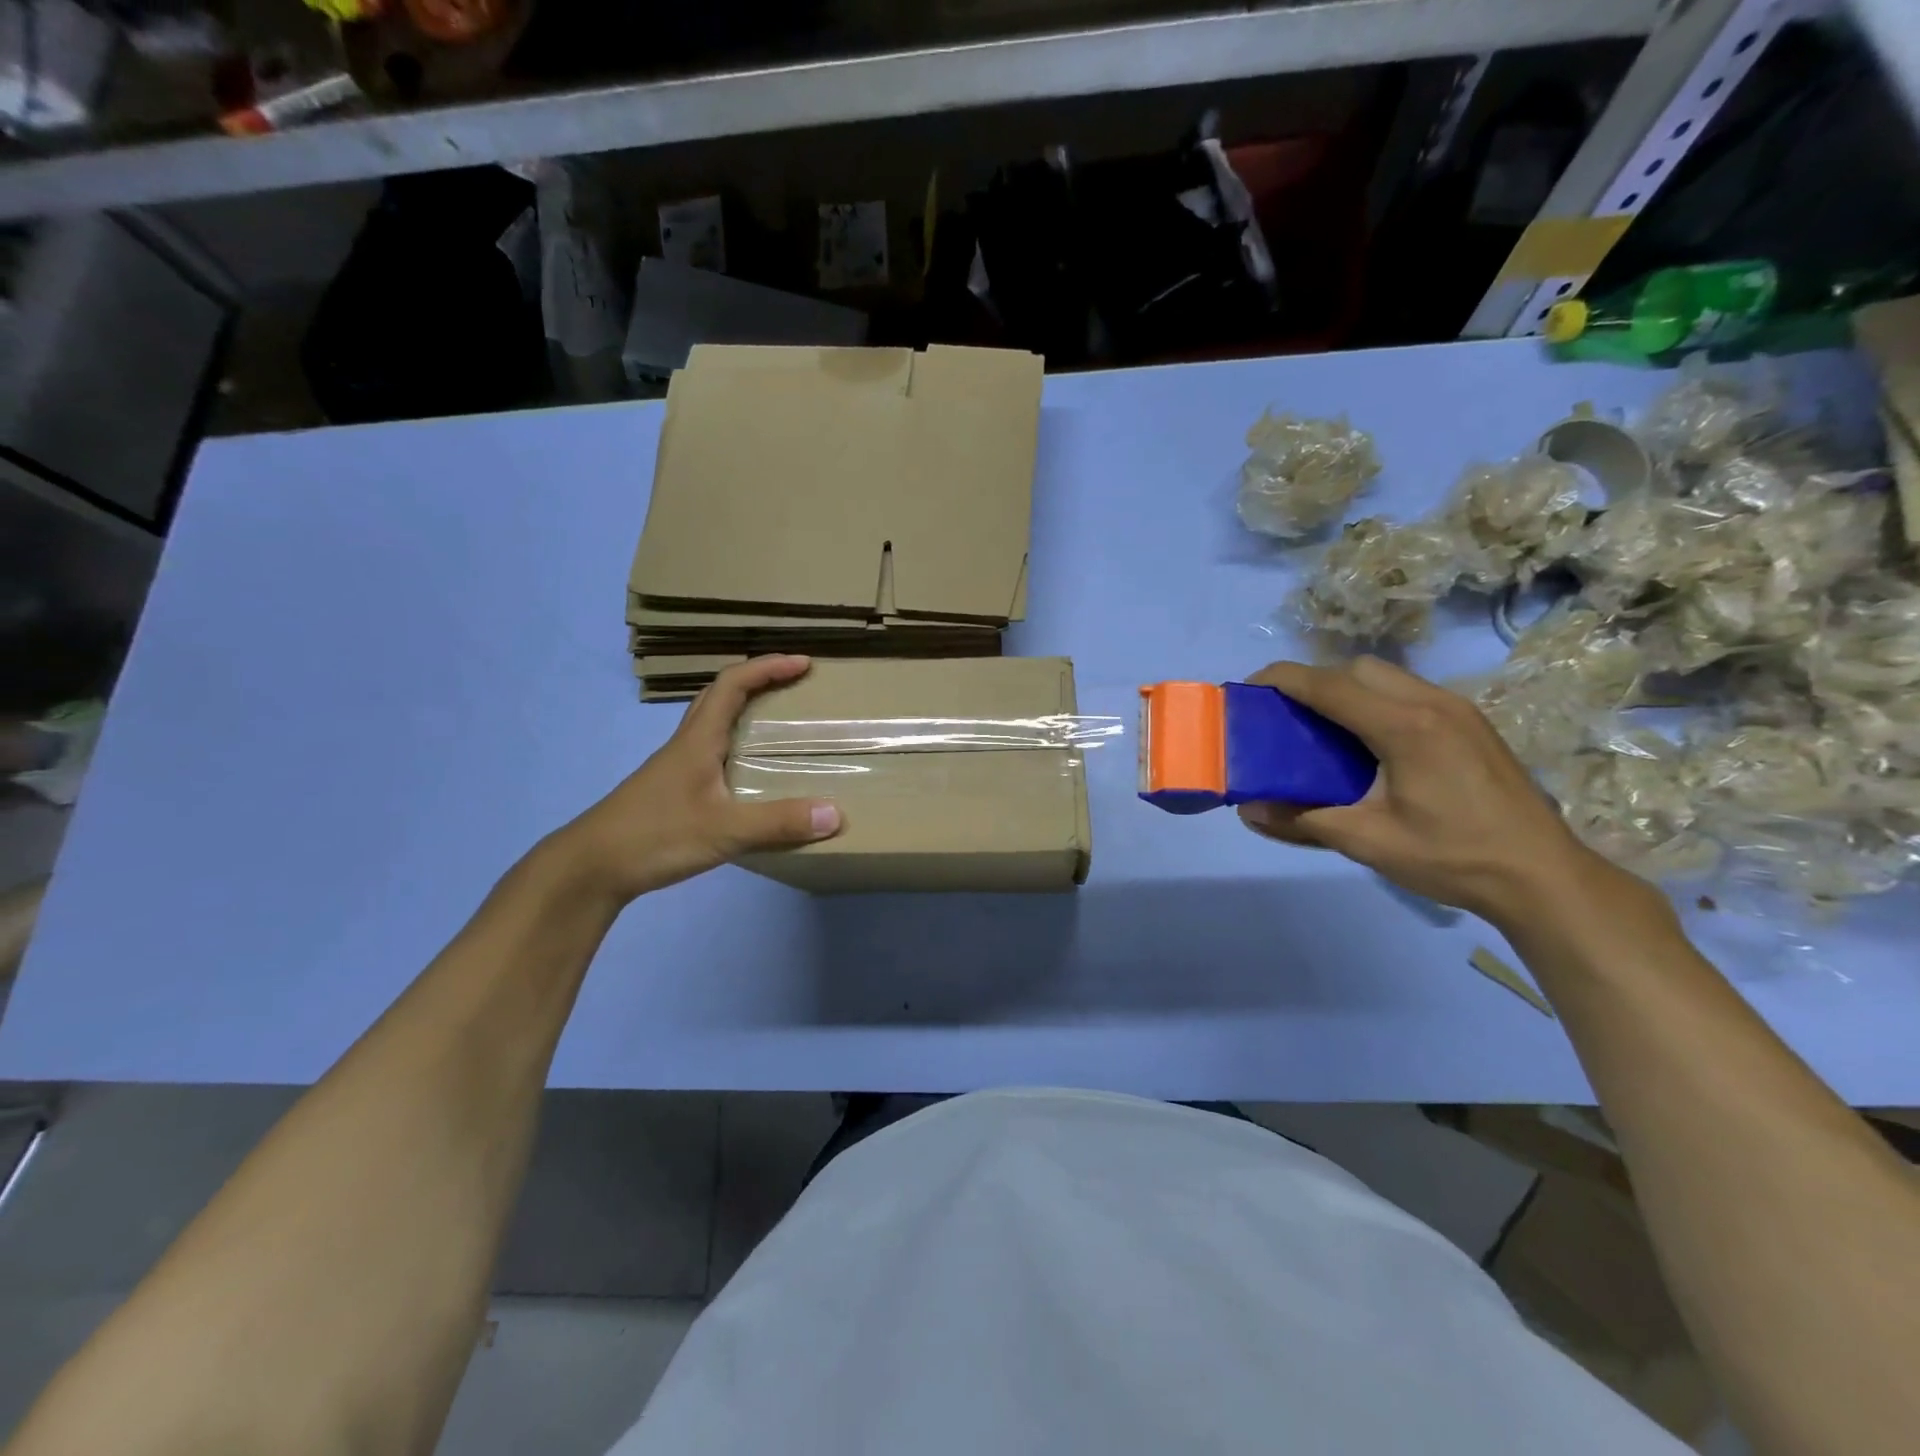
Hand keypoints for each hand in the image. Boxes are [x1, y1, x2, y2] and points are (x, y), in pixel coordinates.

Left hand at [548, 655, 842, 905]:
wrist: (590, 868)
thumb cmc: (654, 836)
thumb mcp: (723, 831)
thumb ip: (778, 822)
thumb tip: (836, 814)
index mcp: (698, 740)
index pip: (732, 684)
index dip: (767, 667)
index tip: (803, 664)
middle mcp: (686, 745)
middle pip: (720, 696)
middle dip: (758, 681)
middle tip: (794, 686)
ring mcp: (676, 768)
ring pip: (714, 724)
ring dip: (746, 712)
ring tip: (781, 725)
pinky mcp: (673, 791)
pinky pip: (712, 753)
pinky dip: (737, 747)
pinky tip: (752, 775)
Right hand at [1236, 656, 1620, 923]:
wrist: (1543, 877)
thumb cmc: (1453, 857)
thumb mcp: (1368, 842)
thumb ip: (1303, 821)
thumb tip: (1247, 810)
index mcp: (1405, 726)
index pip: (1329, 685)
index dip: (1282, 680)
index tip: (1248, 688)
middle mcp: (1432, 703)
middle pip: (1357, 669)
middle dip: (1313, 681)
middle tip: (1284, 715)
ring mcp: (1457, 709)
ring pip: (1385, 676)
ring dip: (1345, 689)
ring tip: (1320, 727)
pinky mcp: (1470, 723)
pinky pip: (1407, 692)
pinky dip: (1373, 700)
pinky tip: (1366, 741)